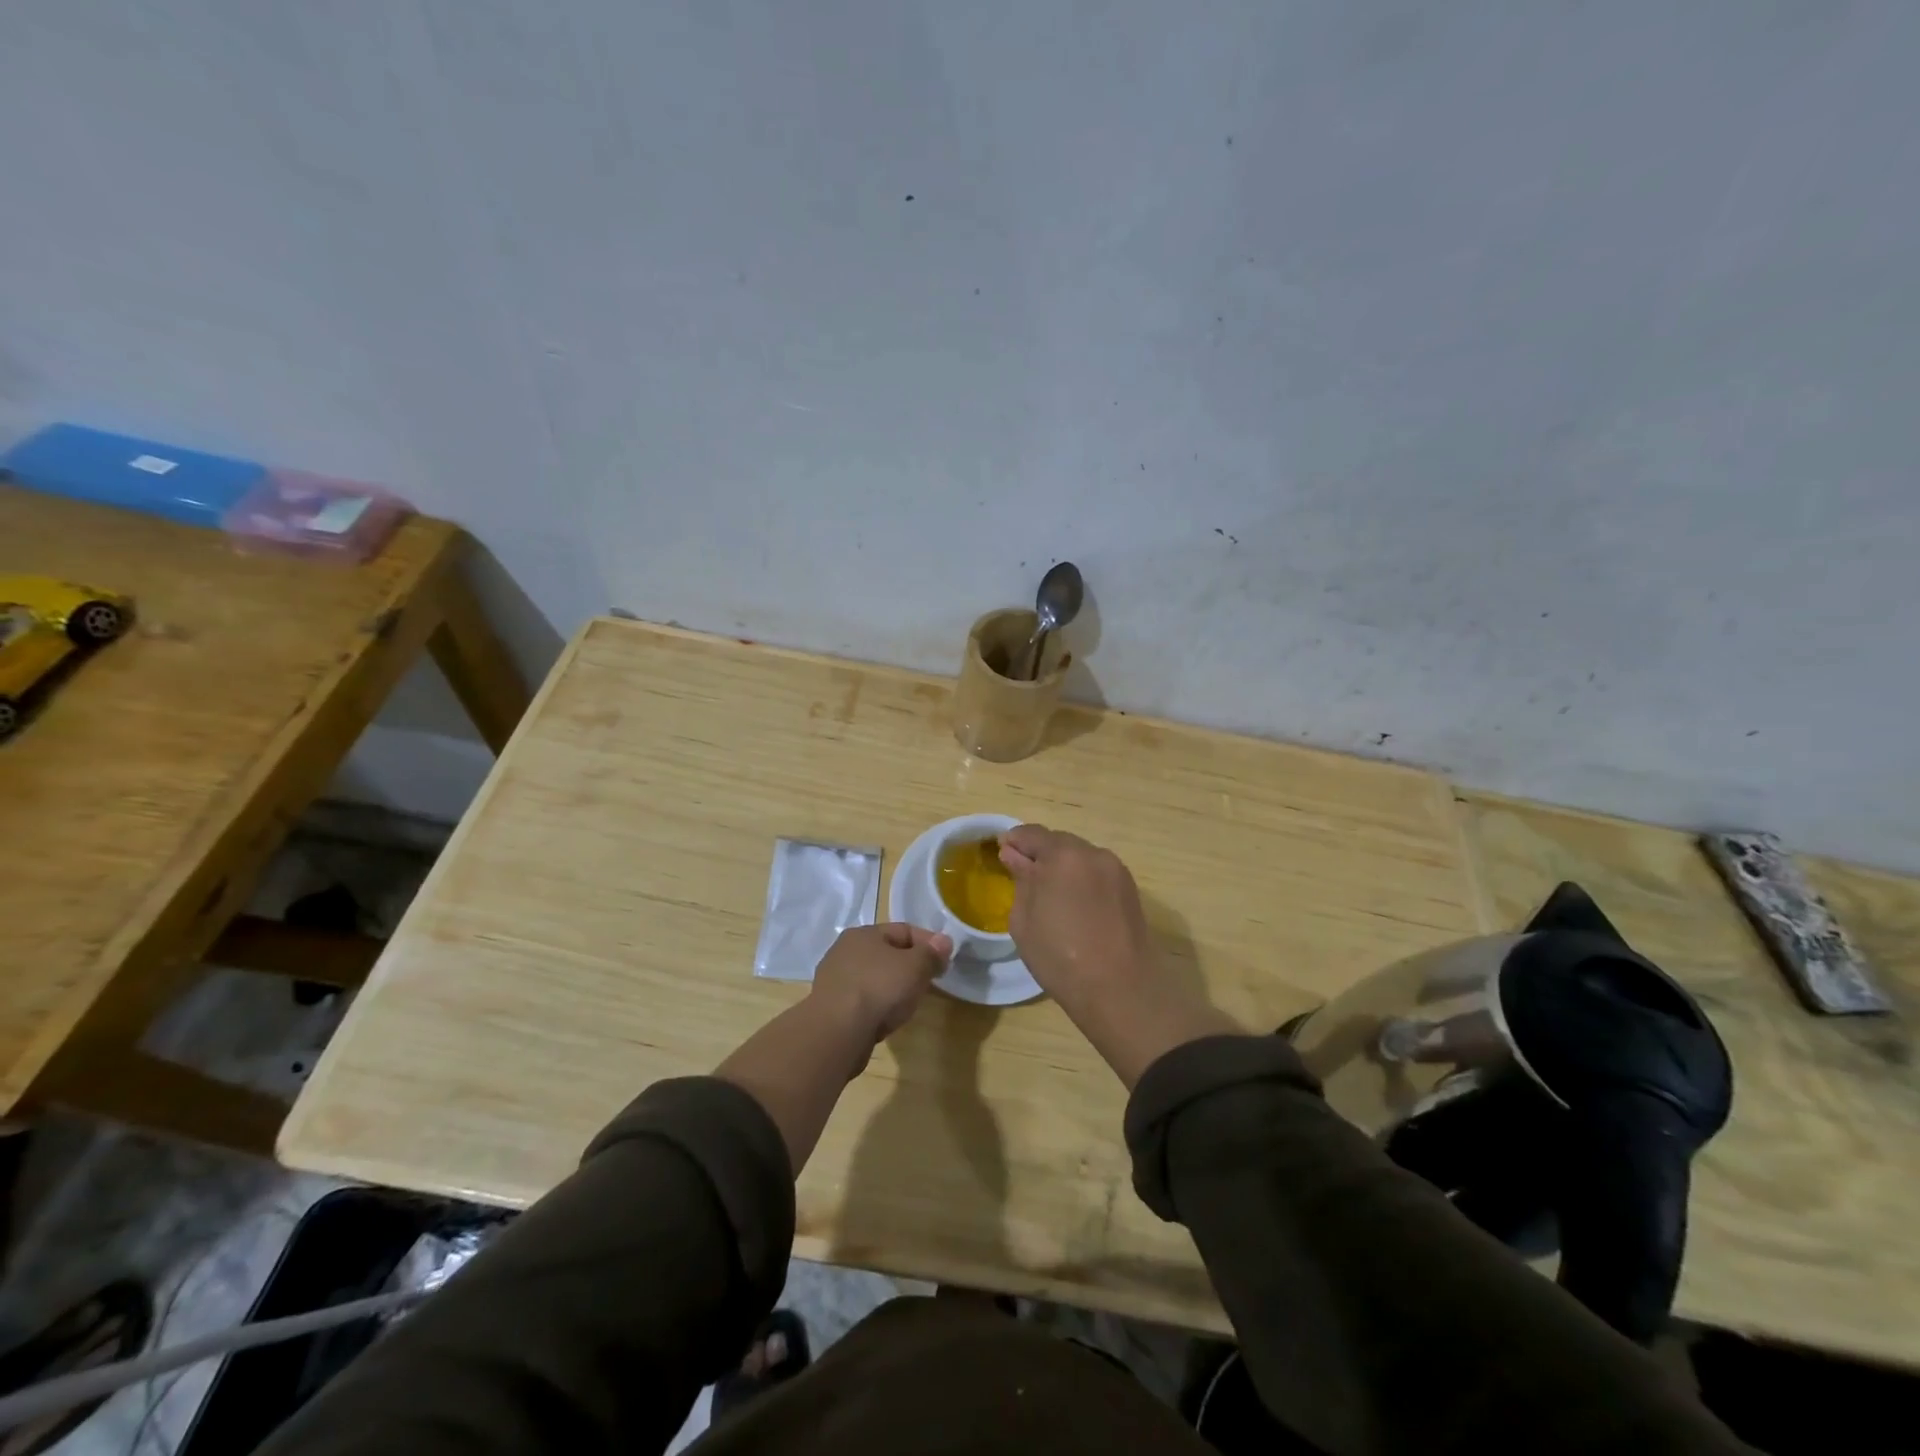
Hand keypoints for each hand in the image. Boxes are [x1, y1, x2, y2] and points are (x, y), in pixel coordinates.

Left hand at [810, 922, 951, 1045]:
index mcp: (862, 933)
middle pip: (887, 953)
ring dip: (894, 987)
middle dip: (911, 966)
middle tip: (929, 982)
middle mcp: (844, 951)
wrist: (837, 1033)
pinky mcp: (831, 1008)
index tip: (945, 961)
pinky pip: (863, 1000)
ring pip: (874, 978)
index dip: (928, 943)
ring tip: (909, 1004)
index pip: (903, 930)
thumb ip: (931, 953)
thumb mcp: (915, 967)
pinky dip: (878, 1006)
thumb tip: (944, 941)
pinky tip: (887, 1019)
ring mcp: (834, 980)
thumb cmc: (879, 989)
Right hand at [998, 825, 1158, 1013]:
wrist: (1120, 989)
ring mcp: (1116, 870)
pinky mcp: (1130, 889)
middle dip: (1040, 854)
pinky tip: (1076, 906)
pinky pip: (1098, 873)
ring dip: (1064, 867)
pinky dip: (1083, 880)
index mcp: (1063, 855)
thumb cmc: (1060, 956)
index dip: (1013, 841)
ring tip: (1052, 896)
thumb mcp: (1024, 920)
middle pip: (1059, 842)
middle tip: (1025, 878)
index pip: (1031, 833)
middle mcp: (1093, 853)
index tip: (1002, 856)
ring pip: (1081, 857)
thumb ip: (1020, 879)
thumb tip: (1014, 856)